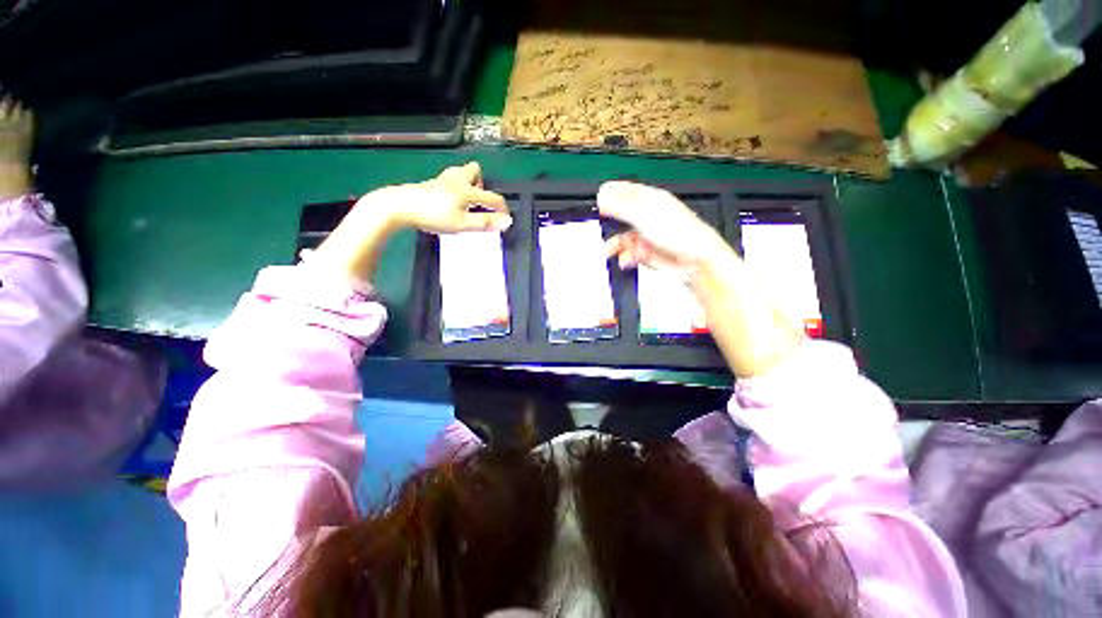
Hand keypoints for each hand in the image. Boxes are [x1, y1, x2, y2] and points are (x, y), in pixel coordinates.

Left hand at [383, 162, 511, 233]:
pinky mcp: (430, 184)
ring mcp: (442, 180)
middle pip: (474, 170)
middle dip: (481, 183)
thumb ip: (485, 223)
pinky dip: (454, 187)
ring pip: (460, 172)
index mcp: (468, 190)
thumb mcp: (462, 224)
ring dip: (467, 182)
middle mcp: (457, 180)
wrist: (400, 206)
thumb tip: (507, 222)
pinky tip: (449, 200)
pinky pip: (448, 180)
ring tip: (466, 200)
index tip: (506, 218)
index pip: (492, 197)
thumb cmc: (433, 215)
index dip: (502, 208)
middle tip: (479, 200)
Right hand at [598, 181, 731, 280]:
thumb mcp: (644, 215)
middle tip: (603, 229)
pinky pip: (629, 253)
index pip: (626, 191)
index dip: (611, 195)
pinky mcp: (646, 253)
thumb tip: (601, 196)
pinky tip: (626, 260)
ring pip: (623, 237)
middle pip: (621, 216)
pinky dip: (625, 257)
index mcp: (650, 200)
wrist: (695, 261)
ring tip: (610, 251)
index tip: (599, 203)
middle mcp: (647, 216)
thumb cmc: (678, 233)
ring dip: (616, 245)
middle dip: (611, 224)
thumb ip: (621, 206)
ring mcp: (646, 235)